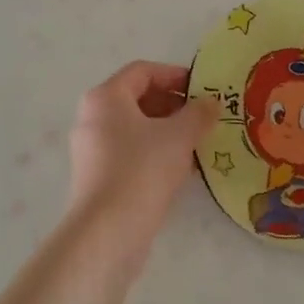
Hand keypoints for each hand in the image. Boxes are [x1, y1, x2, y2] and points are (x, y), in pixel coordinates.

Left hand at [67, 62, 220, 230]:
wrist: (108, 232)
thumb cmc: (142, 169)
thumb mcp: (180, 136)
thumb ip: (199, 113)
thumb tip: (211, 102)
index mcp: (106, 97)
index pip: (143, 71)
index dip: (175, 74)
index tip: (203, 89)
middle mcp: (93, 118)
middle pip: (137, 99)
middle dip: (174, 105)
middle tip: (203, 116)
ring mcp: (92, 150)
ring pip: (135, 129)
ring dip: (167, 131)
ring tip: (198, 143)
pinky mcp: (97, 177)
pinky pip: (130, 153)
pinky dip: (155, 153)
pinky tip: (181, 169)